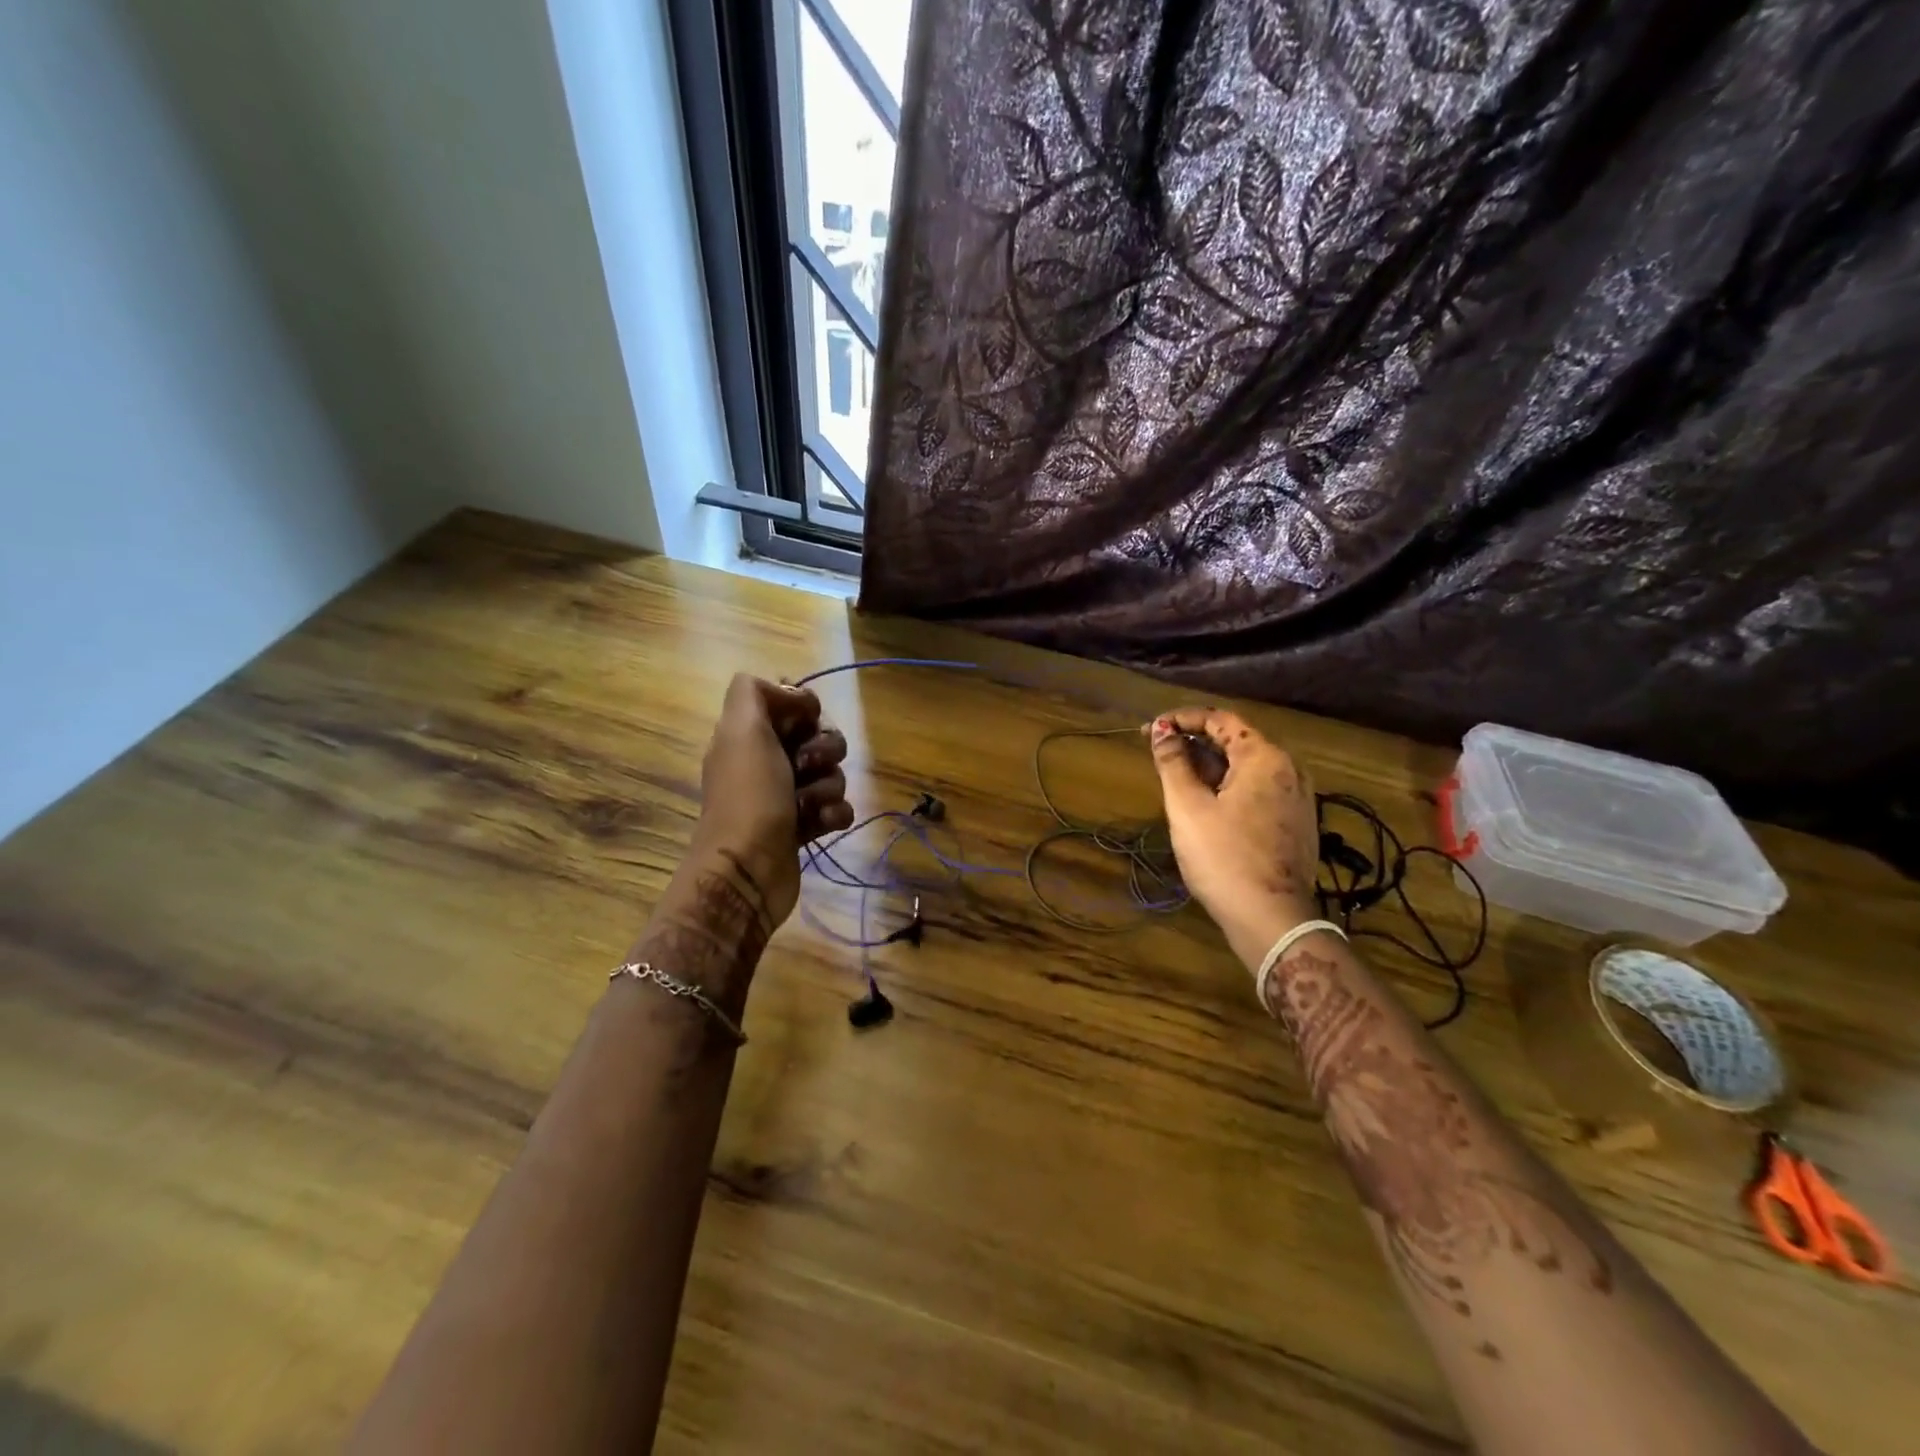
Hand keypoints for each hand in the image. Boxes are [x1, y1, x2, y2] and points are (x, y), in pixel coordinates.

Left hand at [689, 674, 851, 925]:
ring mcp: (784, 797)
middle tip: (808, 765)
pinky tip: (823, 823)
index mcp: (748, 735)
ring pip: (830, 774)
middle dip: (825, 749)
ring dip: (828, 786)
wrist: (748, 870)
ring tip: (810, 804)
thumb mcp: (742, 729)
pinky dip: (834, 814)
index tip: (807, 719)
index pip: (790, 705)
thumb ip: (754, 692)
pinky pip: (836, 808)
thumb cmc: (749, 795)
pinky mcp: (802, 829)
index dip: (806, 708)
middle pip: (818, 738)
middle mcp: (765, 762)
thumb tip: (789, 692)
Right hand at [1145, 708, 1319, 966]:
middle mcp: (1288, 770)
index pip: (1220, 720)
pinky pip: (1256, 790)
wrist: (1271, 919)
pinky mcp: (1293, 823)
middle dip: (1194, 742)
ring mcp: (1295, 798)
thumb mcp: (1188, 807)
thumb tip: (1160, 731)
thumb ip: (1173, 763)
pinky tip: (1203, 802)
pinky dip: (1227, 786)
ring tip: (1174, 776)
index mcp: (1265, 758)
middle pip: (1235, 742)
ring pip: (1245, 768)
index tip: (1150, 729)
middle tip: (1157, 750)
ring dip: (1209, 765)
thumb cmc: (1224, 857)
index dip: (1182, 718)